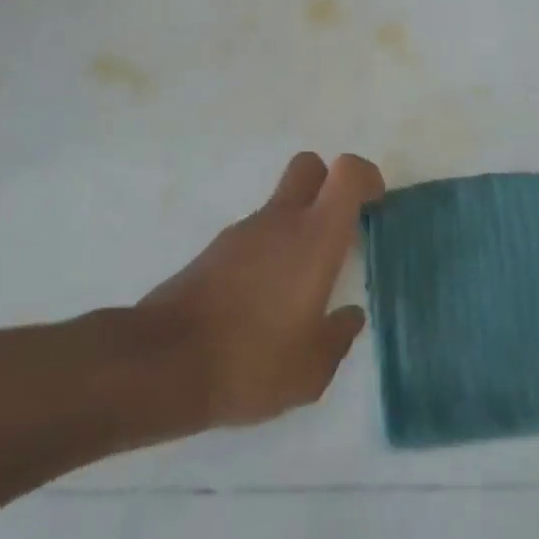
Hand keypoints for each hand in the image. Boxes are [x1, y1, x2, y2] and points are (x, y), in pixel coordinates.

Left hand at [140, 152, 383, 428]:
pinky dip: (269, 253)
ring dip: (297, 227)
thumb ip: (338, 338)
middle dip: (329, 184)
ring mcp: (244, 232)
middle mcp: (281, 220)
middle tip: (339, 230)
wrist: (163, 364)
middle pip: (310, 167)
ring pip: (281, 204)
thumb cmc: (251, 361)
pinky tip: (263, 304)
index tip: (374, 206)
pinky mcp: (216, 250)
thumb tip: (350, 317)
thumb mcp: (310, 371)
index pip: (347, 172)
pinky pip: (256, 235)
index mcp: (315, 236)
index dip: (366, 177)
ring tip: (299, 290)